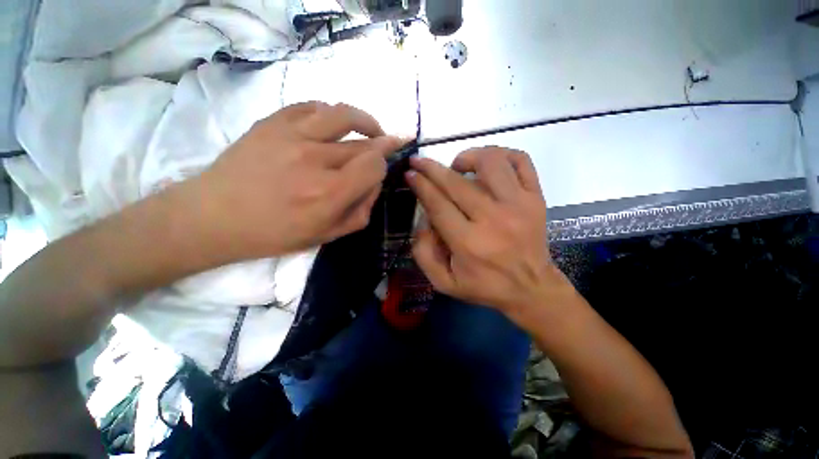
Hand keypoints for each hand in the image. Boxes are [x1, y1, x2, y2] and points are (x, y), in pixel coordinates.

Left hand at [189, 102, 404, 261]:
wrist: (215, 217)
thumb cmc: (275, 233)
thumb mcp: (328, 235)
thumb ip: (361, 211)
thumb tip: (374, 183)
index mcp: (329, 193)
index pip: (374, 165)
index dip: (383, 166)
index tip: (381, 170)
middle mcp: (315, 160)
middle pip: (364, 143)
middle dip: (382, 144)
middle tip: (389, 144)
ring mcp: (292, 136)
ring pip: (344, 114)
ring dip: (365, 121)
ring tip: (371, 128)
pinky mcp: (272, 122)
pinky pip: (312, 107)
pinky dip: (331, 113)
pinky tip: (334, 124)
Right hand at [407, 147, 571, 324]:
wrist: (532, 288)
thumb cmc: (486, 286)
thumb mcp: (445, 283)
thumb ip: (424, 254)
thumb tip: (423, 221)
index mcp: (468, 243)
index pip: (438, 204)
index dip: (421, 185)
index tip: (410, 173)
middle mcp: (493, 219)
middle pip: (456, 183)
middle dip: (431, 168)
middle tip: (419, 161)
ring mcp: (518, 205)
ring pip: (490, 163)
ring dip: (467, 156)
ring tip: (457, 165)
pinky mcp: (535, 198)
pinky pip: (521, 161)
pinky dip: (502, 154)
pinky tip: (488, 163)